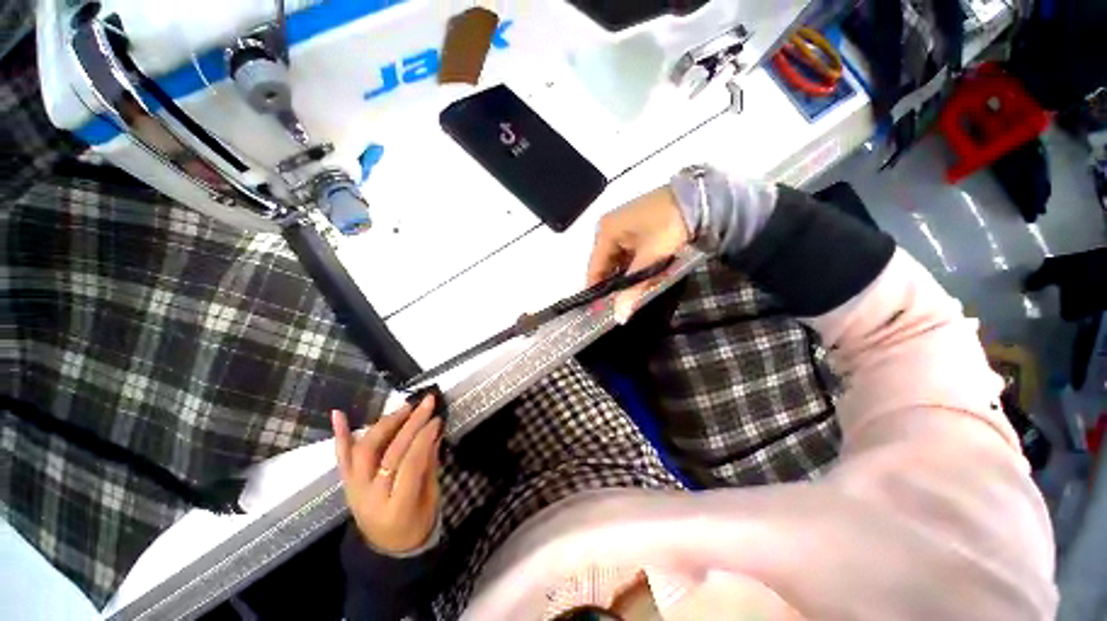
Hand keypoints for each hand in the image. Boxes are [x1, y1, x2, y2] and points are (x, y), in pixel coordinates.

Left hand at [332, 395, 442, 553]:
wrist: (387, 549)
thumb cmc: (416, 524)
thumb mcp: (431, 498)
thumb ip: (430, 465)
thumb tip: (435, 432)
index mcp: (397, 506)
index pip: (410, 463)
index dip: (424, 438)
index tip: (438, 418)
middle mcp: (370, 496)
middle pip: (389, 453)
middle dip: (410, 424)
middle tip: (426, 403)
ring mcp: (354, 489)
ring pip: (365, 451)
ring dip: (385, 424)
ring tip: (405, 407)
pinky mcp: (346, 484)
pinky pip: (341, 458)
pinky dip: (340, 434)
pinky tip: (338, 414)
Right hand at [587, 185, 689, 321]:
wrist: (703, 199)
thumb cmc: (669, 227)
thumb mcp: (650, 259)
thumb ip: (633, 289)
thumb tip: (620, 317)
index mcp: (606, 231)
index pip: (594, 268)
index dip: (596, 290)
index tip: (601, 311)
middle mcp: (610, 228)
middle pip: (605, 265)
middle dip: (614, 285)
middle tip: (621, 307)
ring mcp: (624, 227)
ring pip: (619, 261)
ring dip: (626, 277)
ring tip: (633, 296)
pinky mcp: (639, 228)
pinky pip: (630, 254)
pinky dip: (635, 267)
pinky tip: (643, 278)